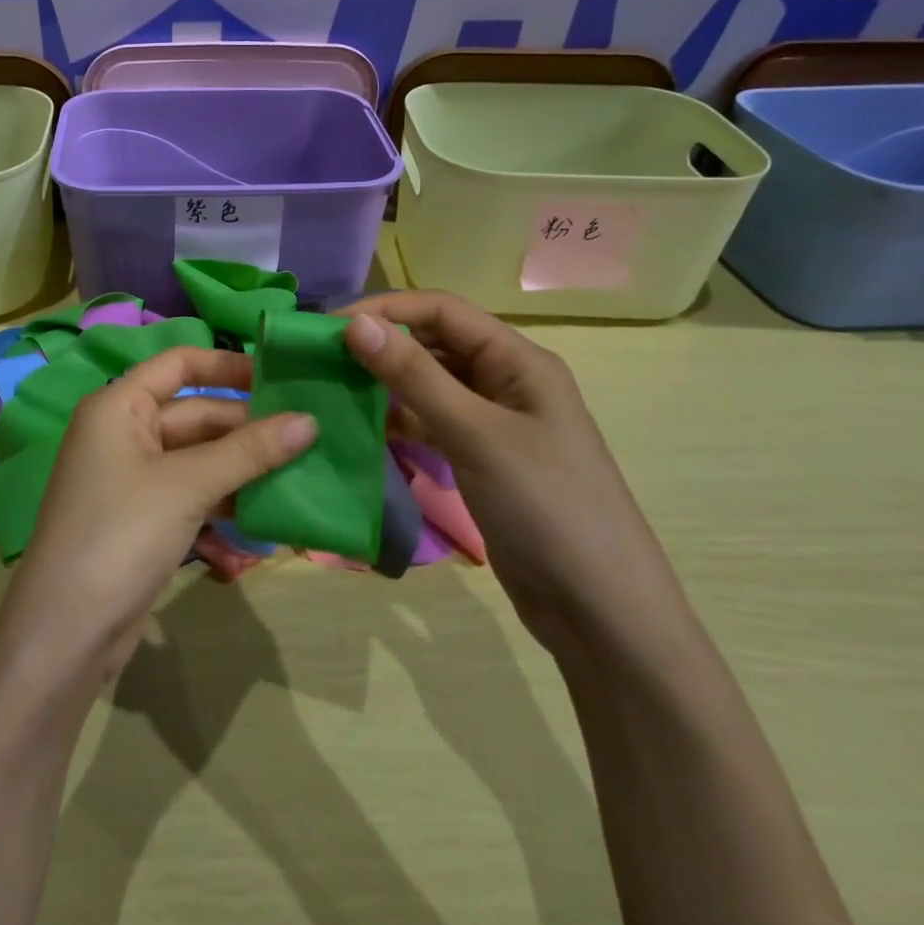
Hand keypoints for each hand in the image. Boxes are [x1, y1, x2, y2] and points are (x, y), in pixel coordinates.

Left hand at [0, 346, 315, 683]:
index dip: (228, 365)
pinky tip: (267, 514)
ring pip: (198, 458)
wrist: (65, 635)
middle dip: (247, 426)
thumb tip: (309, 420)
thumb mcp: (187, 486)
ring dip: (242, 467)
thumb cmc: (120, 535)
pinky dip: (225, 501)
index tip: (280, 376)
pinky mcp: (144, 519)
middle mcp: (123, 432)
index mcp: (119, 406)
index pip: (179, 364)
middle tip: (308, 435)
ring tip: (300, 472)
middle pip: (195, 414)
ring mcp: (133, 479)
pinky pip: (193, 494)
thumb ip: (248, 451)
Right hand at [341, 291, 691, 660]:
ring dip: (387, 382)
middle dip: (381, 344)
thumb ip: (414, 376)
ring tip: (334, 388)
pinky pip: (433, 422)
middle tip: (321, 358)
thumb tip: (355, 324)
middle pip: (435, 343)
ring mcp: (495, 422)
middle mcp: (507, 381)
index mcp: (518, 360)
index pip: (441, 311)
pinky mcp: (482, 458)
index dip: (385, 310)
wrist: (602, 614)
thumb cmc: (545, 508)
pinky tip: (366, 426)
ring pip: (431, 383)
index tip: (328, 328)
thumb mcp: (476, 435)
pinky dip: (400, 419)